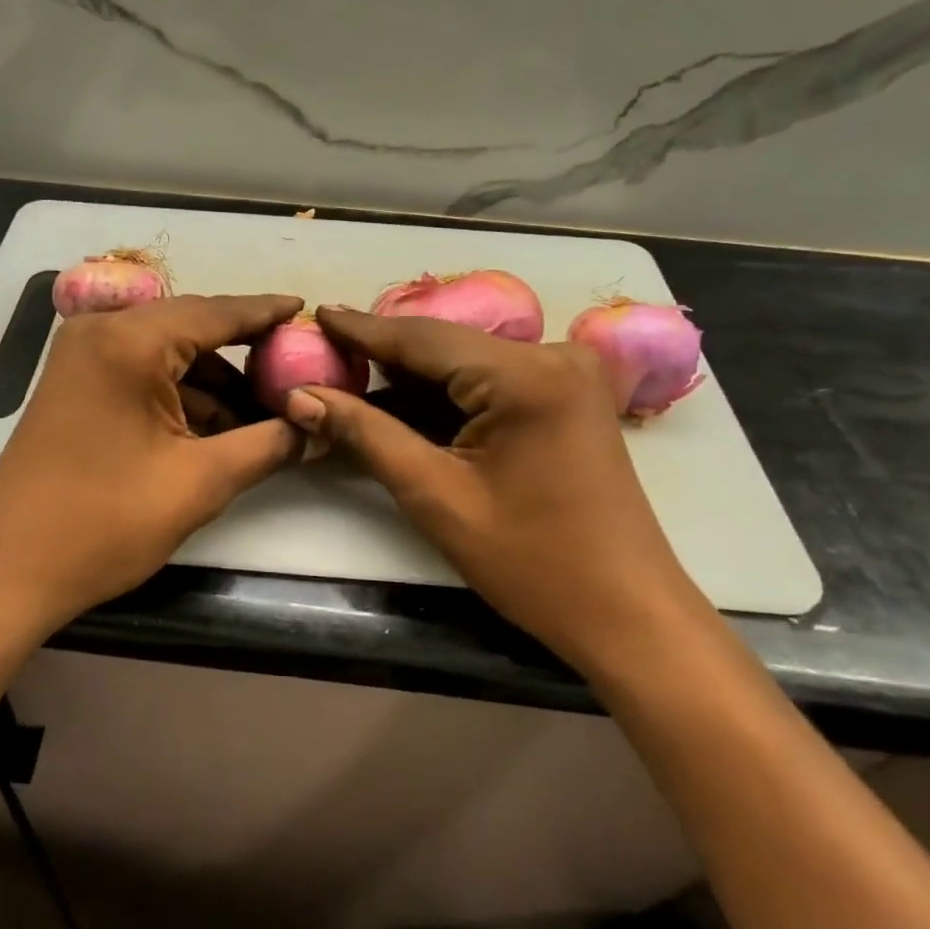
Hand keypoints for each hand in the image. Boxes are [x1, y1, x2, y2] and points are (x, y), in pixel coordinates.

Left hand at [0, 294, 303, 632]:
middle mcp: (101, 332)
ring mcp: (81, 357)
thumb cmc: (103, 524)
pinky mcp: (75, 384)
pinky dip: (181, 394)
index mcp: (128, 342)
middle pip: (192, 328)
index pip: (216, 313)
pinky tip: (218, 426)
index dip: (266, 313)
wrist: (6, 574)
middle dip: (244, 352)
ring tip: (265, 412)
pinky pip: (142, 372)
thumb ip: (266, 445)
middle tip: (295, 368)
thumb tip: (315, 428)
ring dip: (215, 381)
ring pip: (168, 353)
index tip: (306, 308)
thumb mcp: (198, 483)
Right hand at [287, 309, 700, 667]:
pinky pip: (490, 380)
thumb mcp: (436, 496)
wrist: (629, 614)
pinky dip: (446, 393)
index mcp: (525, 374)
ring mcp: (566, 373)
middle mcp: (552, 354)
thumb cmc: (533, 563)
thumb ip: (365, 434)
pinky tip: (401, 401)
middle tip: (323, 352)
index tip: (315, 314)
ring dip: (411, 375)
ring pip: (465, 361)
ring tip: (349, 374)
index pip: (422, 339)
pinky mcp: (567, 395)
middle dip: (383, 354)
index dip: (362, 330)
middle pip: (445, 345)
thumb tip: (300, 396)